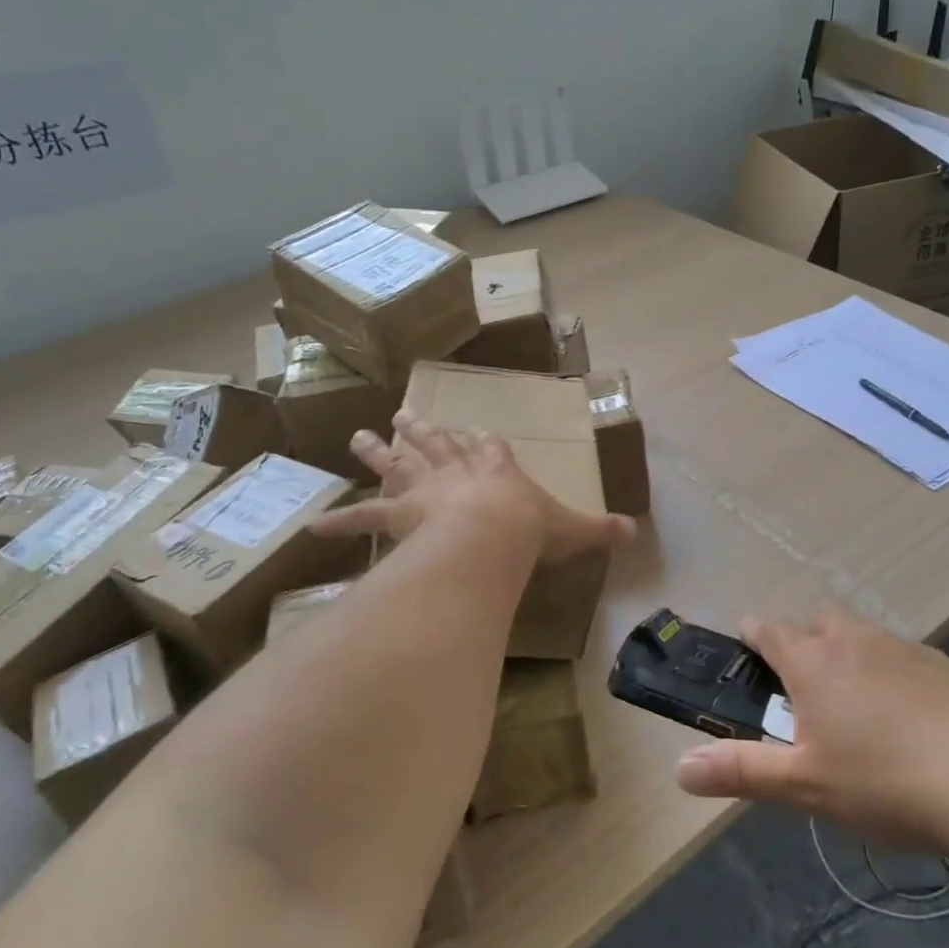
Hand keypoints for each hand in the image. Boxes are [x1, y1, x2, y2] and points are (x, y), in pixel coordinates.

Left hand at [310, 412, 635, 562]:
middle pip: (436, 445)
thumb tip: (634, 533)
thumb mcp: (572, 529)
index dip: (483, 442)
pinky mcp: (398, 515)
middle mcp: (457, 473)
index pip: (490, 448)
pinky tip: (314, 526)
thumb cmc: (530, 530)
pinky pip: (363, 518)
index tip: (475, 431)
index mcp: (497, 470)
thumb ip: (600, 530)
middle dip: (421, 430)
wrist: (491, 534)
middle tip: (402, 413)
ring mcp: (424, 490)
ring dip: (378, 452)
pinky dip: (341, 521)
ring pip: (398, 465)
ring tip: (359, 435)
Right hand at [673, 607, 948, 877]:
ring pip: (859, 637)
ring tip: (854, 708)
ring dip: (847, 657)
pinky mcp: (943, 665)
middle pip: (814, 624)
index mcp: (813, 661)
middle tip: (802, 694)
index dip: (750, 637)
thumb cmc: (887, 783)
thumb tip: (678, 768)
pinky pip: (899, 656)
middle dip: (801, 645)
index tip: (745, 656)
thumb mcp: (805, 786)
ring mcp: (903, 647)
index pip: (766, 629)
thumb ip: (740, 771)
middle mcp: (853, 639)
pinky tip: (908, 719)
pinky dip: (889, 672)